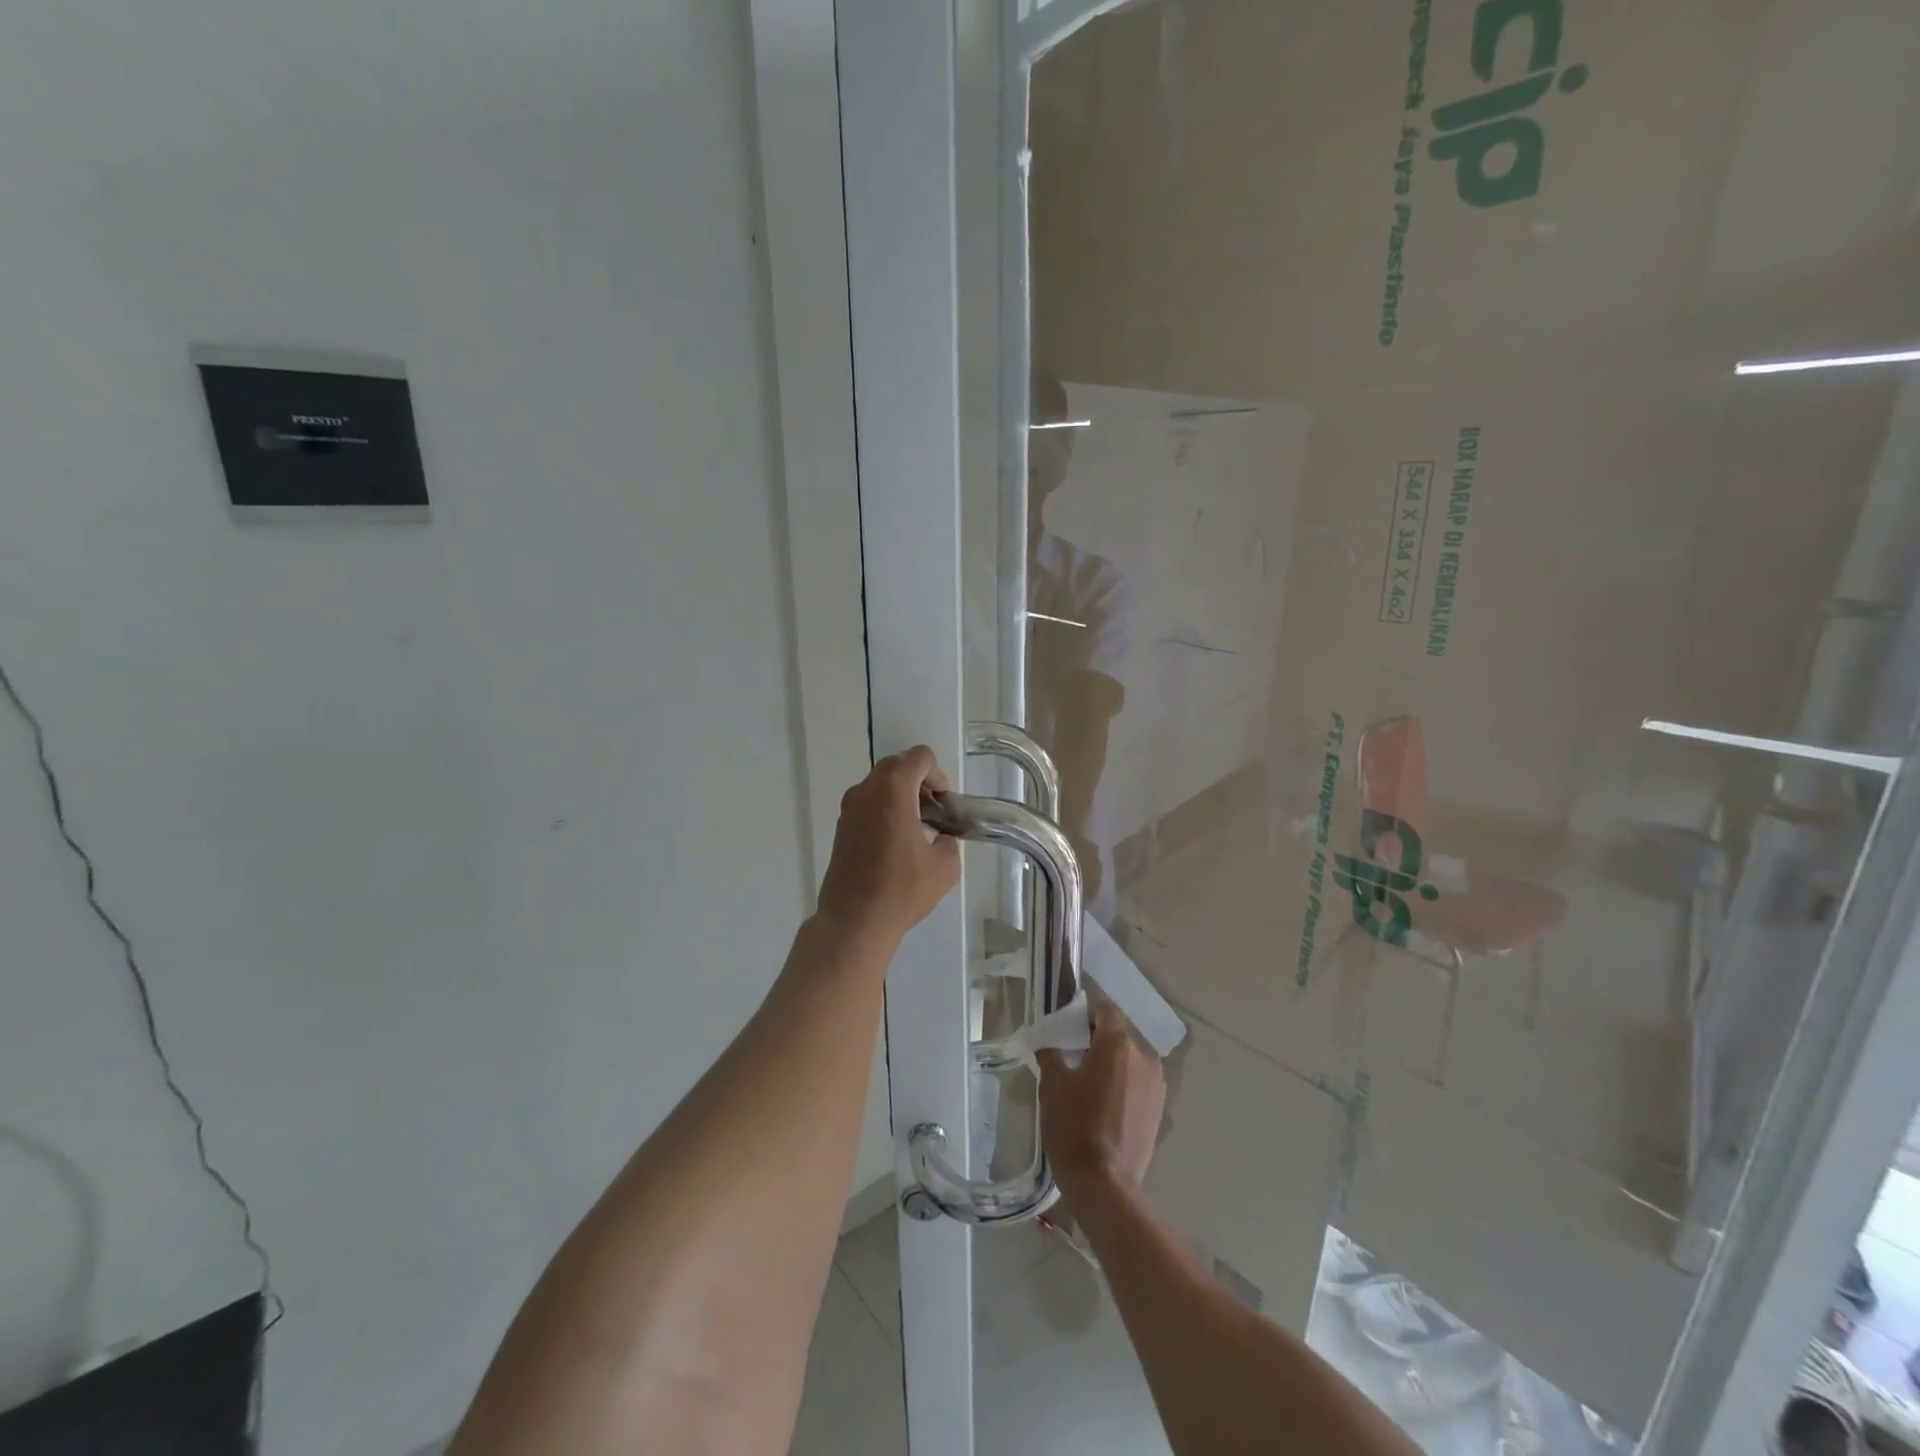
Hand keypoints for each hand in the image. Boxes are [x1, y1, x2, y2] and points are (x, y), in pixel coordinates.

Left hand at [816, 746, 961, 947]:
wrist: (854, 920)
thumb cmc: (902, 889)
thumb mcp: (945, 866)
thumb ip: (950, 840)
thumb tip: (942, 837)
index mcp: (893, 789)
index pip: (920, 757)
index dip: (939, 775)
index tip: (945, 805)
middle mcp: (867, 790)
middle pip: (898, 766)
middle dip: (920, 783)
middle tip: (934, 814)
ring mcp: (849, 808)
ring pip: (880, 785)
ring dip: (901, 797)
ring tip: (917, 831)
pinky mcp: (841, 827)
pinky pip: (868, 804)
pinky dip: (885, 810)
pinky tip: (896, 844)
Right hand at [1039, 1008, 1165, 1197]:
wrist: (1104, 1185)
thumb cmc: (1074, 1126)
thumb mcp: (1052, 1084)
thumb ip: (1052, 1052)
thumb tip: (1050, 1041)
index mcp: (1118, 1043)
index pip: (1104, 1011)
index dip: (1085, 1017)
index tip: (1067, 1033)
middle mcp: (1144, 1057)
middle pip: (1118, 1035)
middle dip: (1096, 1042)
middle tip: (1072, 1060)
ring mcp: (1156, 1085)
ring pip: (1129, 1060)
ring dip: (1111, 1065)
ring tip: (1089, 1086)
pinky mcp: (1159, 1109)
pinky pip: (1138, 1083)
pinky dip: (1123, 1085)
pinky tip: (1104, 1106)